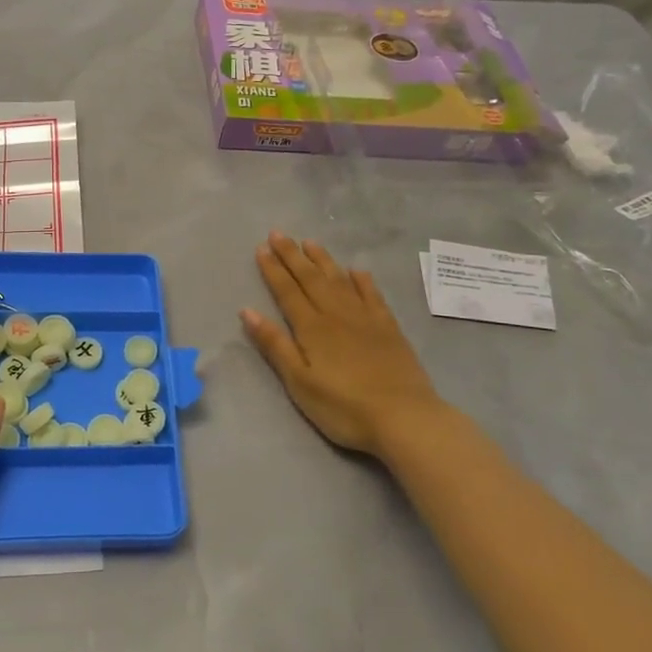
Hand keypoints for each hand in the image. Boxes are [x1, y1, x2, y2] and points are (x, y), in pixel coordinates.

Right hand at [241, 232, 452, 459]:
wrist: (404, 417)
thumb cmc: (344, 407)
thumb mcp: (299, 382)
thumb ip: (275, 345)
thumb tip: (247, 311)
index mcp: (312, 328)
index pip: (287, 292)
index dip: (273, 270)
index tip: (261, 248)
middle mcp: (336, 314)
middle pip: (310, 279)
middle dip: (292, 256)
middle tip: (278, 233)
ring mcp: (365, 319)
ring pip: (339, 280)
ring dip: (323, 260)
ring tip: (309, 242)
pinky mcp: (389, 328)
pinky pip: (372, 295)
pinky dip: (362, 281)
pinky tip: (356, 270)